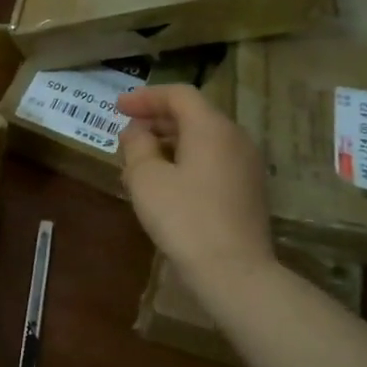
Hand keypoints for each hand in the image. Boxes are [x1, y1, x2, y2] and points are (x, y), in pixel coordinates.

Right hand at [116, 84, 274, 285]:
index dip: (145, 97)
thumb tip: (136, 132)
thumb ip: (137, 146)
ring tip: (140, 160)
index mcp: (211, 128)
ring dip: (171, 142)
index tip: (118, 107)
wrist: (233, 271)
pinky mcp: (248, 190)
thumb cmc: (184, 218)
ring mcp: (246, 165)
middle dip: (157, 120)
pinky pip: (213, 161)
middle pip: (194, 115)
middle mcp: (235, 138)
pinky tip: (166, 183)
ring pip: (204, 139)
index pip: (179, 95)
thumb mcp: (146, 179)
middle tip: (127, 133)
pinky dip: (187, 160)